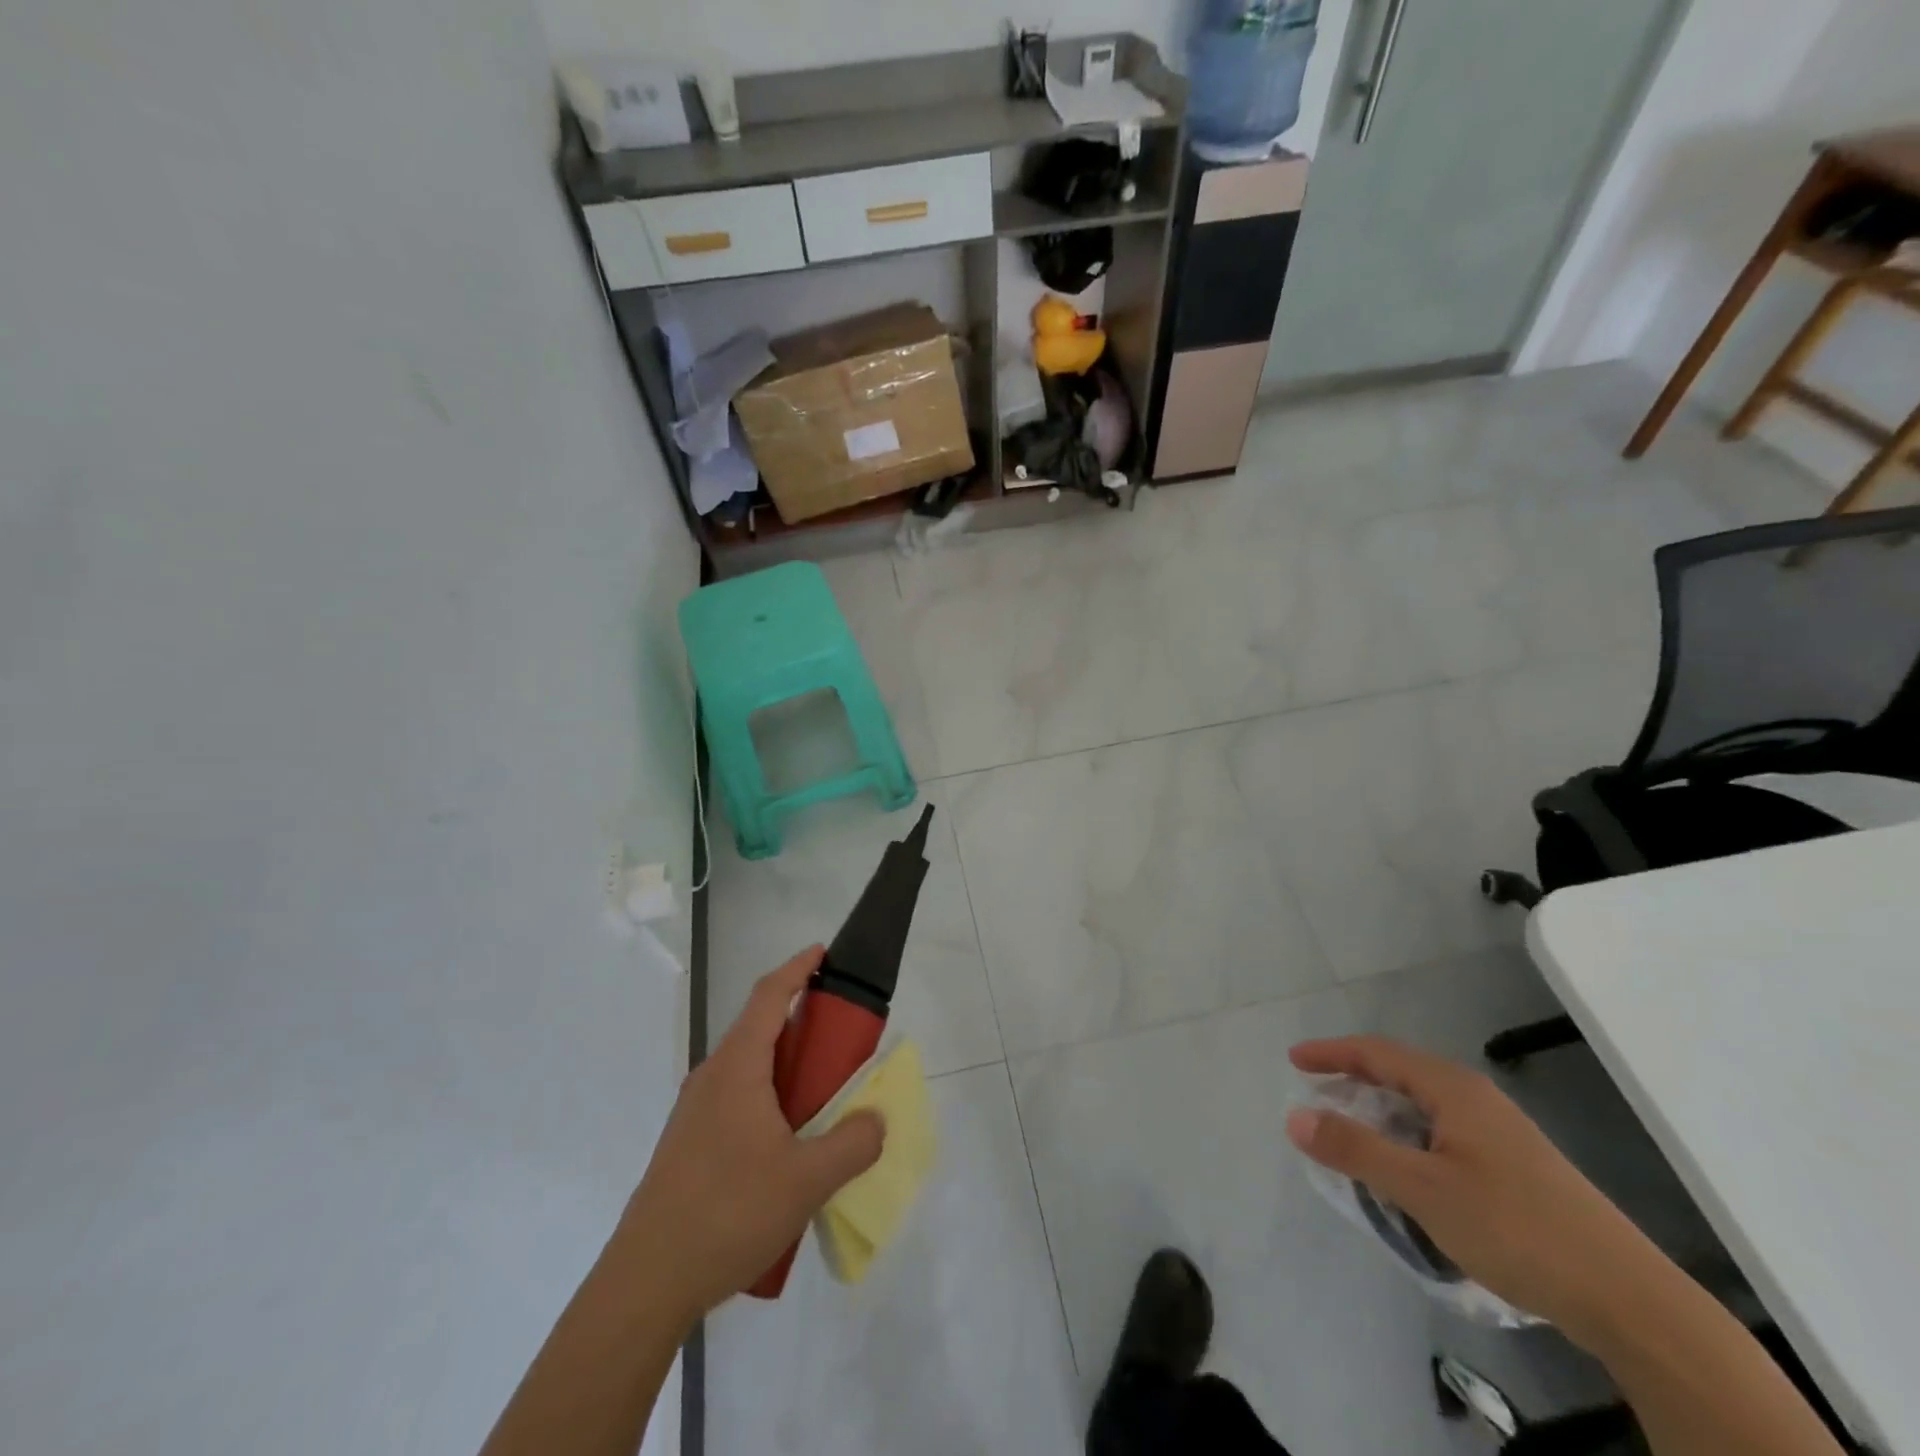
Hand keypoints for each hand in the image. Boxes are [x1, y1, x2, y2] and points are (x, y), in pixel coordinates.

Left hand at [618, 947, 884, 1326]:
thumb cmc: (727, 1213)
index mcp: (737, 1069)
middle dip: (800, 1019)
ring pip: (747, 1066)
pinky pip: (736, 1097)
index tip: (823, 953)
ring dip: (785, 1063)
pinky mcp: (688, 1144)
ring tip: (821, 1091)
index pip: (768, 996)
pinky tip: (788, 1141)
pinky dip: (769, 1094)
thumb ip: (853, 1144)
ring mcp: (695, 1112)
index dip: (797, 968)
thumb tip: (876, 1120)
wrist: (645, 1283)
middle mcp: (712, 1078)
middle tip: (841, 1034)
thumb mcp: (807, 1181)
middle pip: (758, 1027)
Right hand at [1286, 1036, 1660, 1349]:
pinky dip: (1409, 1139)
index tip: (1293, 1062)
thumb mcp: (1423, 1190)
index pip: (1377, 1052)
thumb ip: (1356, 1150)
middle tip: (1317, 1103)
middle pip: (1400, 1074)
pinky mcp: (1517, 1166)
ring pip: (1423, 1107)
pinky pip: (1444, 1133)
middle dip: (1353, 1082)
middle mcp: (1476, 1099)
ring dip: (1381, 1115)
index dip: (1331, 1053)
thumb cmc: (1516, 1229)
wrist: (1630, 1300)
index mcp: (1453, 1089)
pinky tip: (1409, 1175)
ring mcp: (1502, 1132)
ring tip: (1354, 1140)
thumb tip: (1294, 1117)